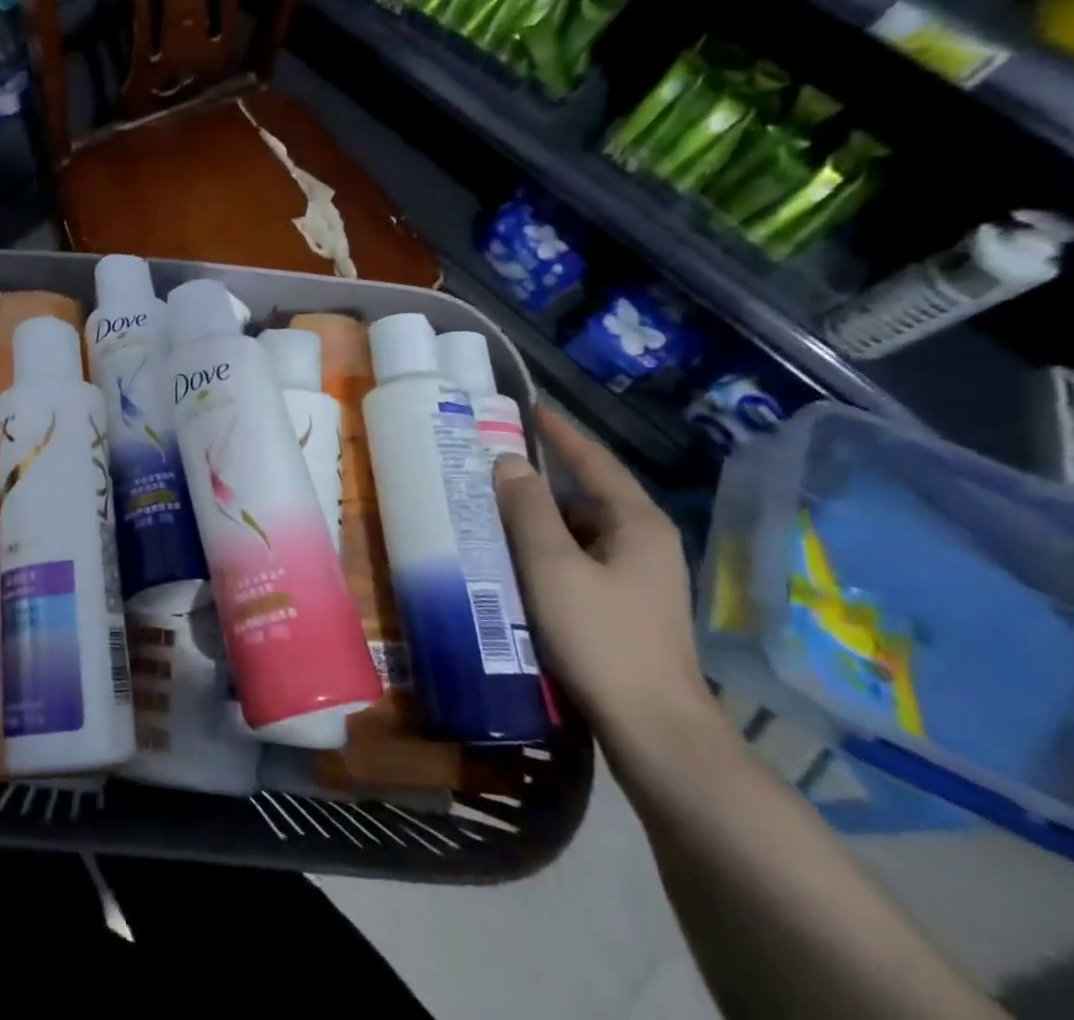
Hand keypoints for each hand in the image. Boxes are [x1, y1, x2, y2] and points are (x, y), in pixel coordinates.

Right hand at [493, 408, 717, 765]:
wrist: (655, 733)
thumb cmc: (602, 639)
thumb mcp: (552, 567)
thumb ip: (528, 510)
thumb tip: (508, 461)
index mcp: (637, 524)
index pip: (594, 461)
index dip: (561, 433)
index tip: (528, 409)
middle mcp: (645, 544)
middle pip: (585, 497)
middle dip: (538, 484)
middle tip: (487, 472)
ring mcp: (639, 580)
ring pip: (580, 534)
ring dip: (539, 523)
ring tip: (490, 517)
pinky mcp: (626, 610)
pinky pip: (580, 563)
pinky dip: (547, 554)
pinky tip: (514, 565)